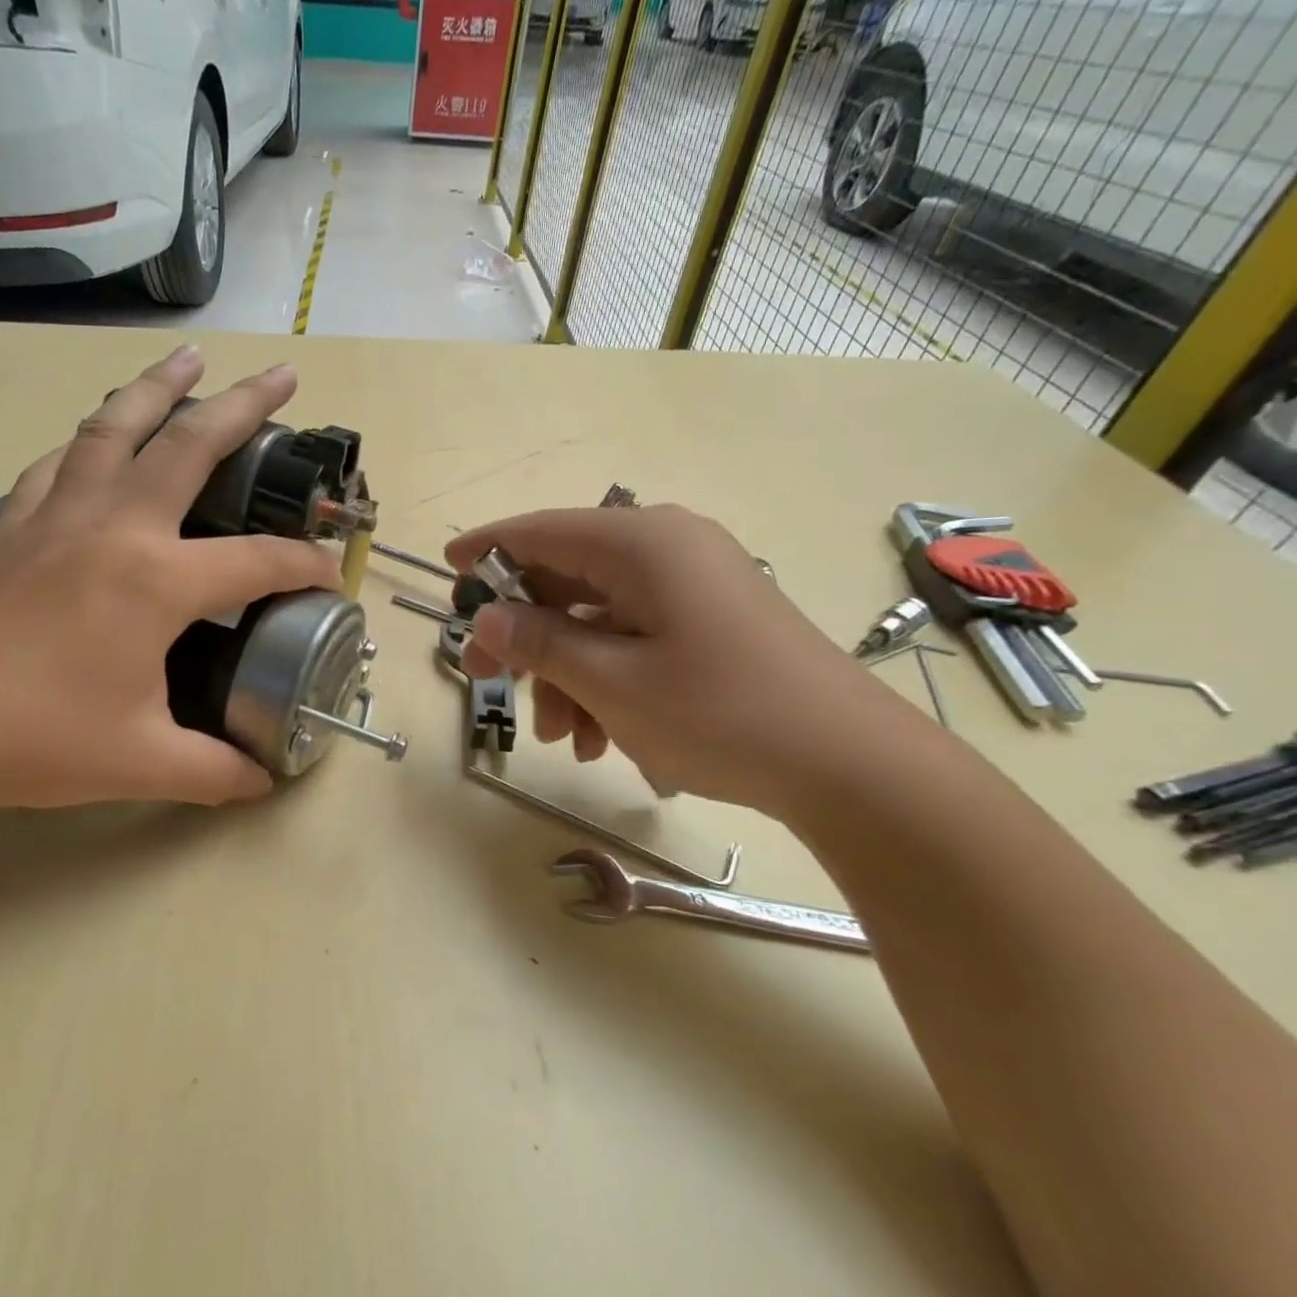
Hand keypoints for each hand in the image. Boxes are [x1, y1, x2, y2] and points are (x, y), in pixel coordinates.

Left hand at [0, 346, 337, 813]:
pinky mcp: (16, 527)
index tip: (332, 576)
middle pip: (190, 444)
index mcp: (157, 581)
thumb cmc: (39, 741)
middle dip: (244, 405)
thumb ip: (217, 771)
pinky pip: (62, 463)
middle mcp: (115, 528)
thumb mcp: (146, 764)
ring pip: (115, 428)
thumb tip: (263, 779)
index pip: (259, 562)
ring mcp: (59, 517)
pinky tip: (99, 437)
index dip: (307, 566)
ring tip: (188, 359)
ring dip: (158, 388)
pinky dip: (91, 439)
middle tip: (282, 375)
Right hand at [445, 505, 910, 817]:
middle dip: (525, 637)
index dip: (487, 550)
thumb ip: (539, 643)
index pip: (541, 531)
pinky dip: (606, 680)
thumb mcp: (611, 682)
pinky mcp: (710, 622)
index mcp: (641, 543)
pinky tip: (600, 736)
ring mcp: (693, 586)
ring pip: (598, 619)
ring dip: (566, 674)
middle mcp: (667, 549)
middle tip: (486, 680)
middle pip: (567, 580)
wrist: (849, 765)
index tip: (446, 571)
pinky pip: (634, 639)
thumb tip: (486, 619)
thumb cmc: (720, 712)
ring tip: (561, 737)